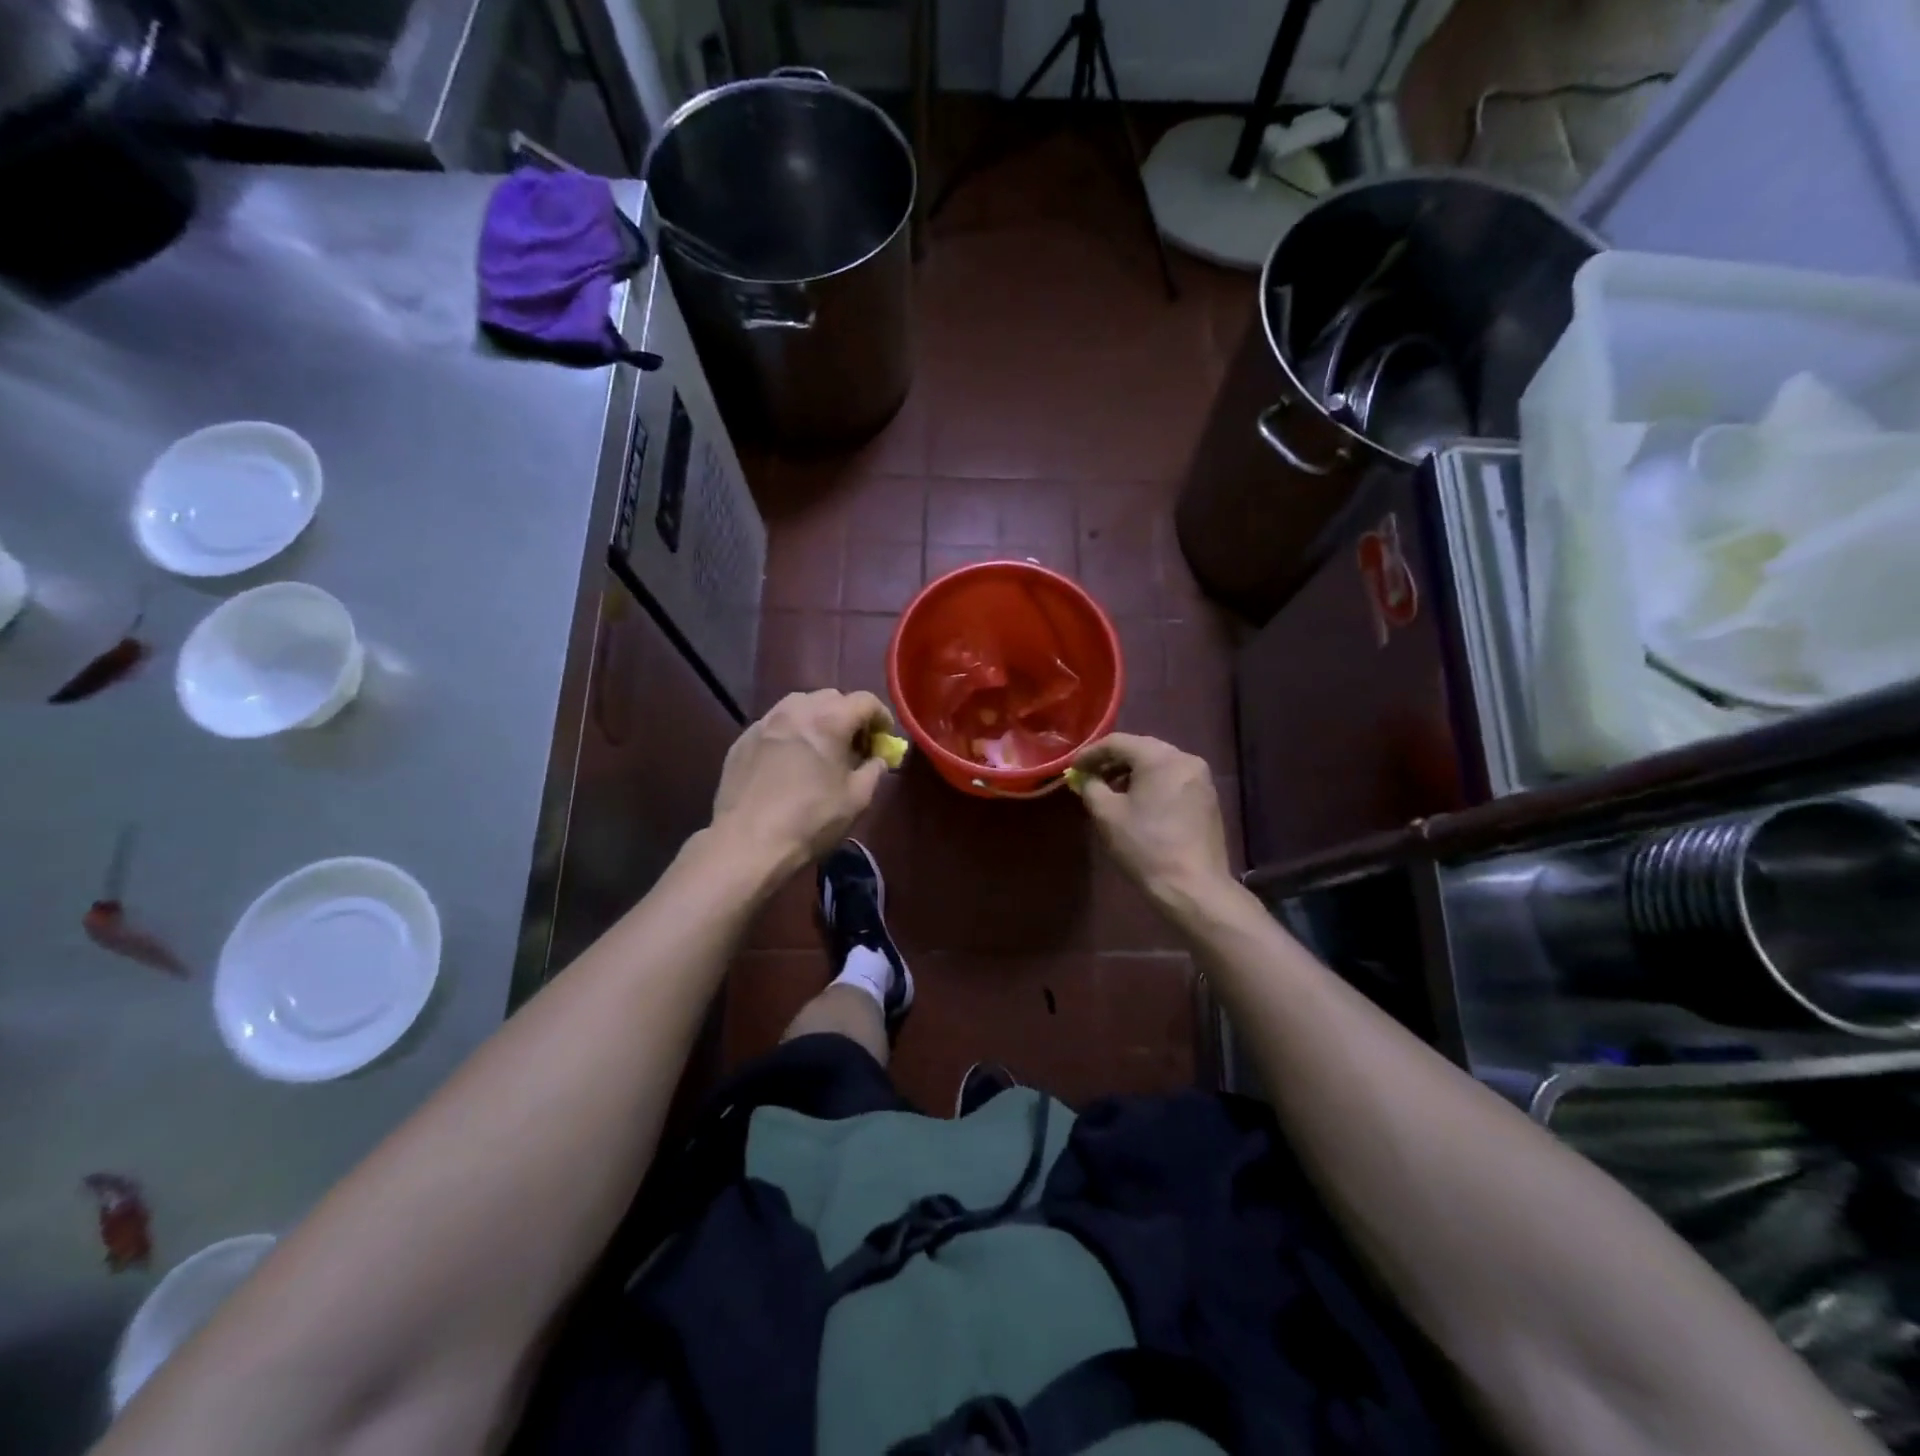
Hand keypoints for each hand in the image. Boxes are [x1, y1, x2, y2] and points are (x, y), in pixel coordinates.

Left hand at [711, 690, 894, 874]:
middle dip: (849, 716)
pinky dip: (790, 733)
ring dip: (817, 719)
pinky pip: (774, 725)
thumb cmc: (811, 820)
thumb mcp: (857, 798)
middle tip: (854, 745)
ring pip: (799, 705)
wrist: (748, 842)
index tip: (884, 739)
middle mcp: (795, 710)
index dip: (881, 717)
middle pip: (831, 698)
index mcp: (829, 720)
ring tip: (820, 749)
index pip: (865, 701)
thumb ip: (874, 770)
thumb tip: (876, 759)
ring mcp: (764, 722)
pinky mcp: (742, 740)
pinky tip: (789, 762)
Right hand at [1073, 734, 1233, 913]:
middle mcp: (1185, 759)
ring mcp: (1201, 778)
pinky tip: (1139, 802)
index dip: (1091, 753)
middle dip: (1112, 761)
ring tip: (1111, 791)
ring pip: (1159, 763)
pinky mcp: (1208, 797)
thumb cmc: (1145, 846)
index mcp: (1159, 757)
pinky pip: (1173, 778)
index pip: (1117, 742)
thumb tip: (1086, 778)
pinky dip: (1152, 783)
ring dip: (1132, 772)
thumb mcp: (1107, 815)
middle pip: (1141, 749)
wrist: (1193, 886)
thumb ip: (1091, 787)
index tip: (1074, 768)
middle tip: (1090, 776)